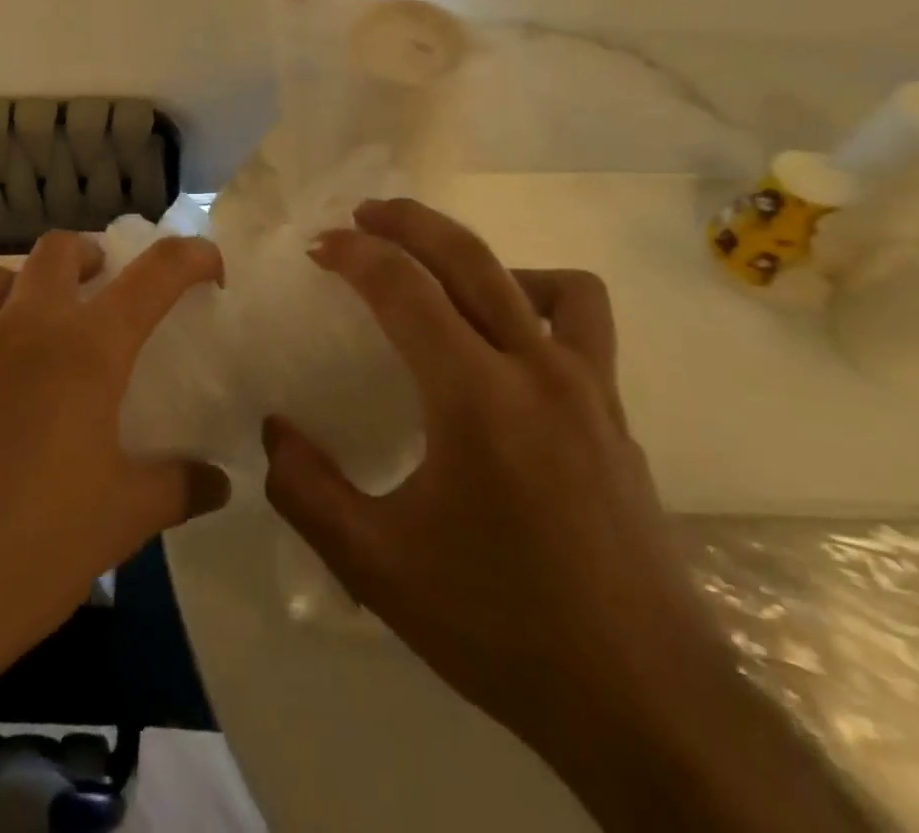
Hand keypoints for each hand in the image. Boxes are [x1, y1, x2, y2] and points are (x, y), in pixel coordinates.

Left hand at [0, 231, 232, 832]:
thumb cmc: (26, 555)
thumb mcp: (119, 522)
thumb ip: (177, 487)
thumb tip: (220, 481)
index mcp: (83, 350)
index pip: (153, 275)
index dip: (190, 257)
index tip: (210, 268)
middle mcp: (23, 329)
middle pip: (59, 249)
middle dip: (94, 256)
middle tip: (111, 292)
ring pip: (1, 277)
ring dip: (33, 284)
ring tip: (50, 329)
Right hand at [264, 199, 870, 831]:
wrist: (646, 704)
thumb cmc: (502, 628)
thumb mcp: (376, 568)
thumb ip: (307, 491)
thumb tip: (273, 432)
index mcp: (475, 397)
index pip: (405, 288)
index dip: (355, 255)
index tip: (319, 247)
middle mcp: (538, 370)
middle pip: (470, 257)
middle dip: (410, 222)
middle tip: (365, 215)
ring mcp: (590, 388)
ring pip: (545, 279)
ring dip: (485, 261)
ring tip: (444, 280)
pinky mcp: (617, 415)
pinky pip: (583, 324)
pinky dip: (541, 303)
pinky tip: (510, 343)